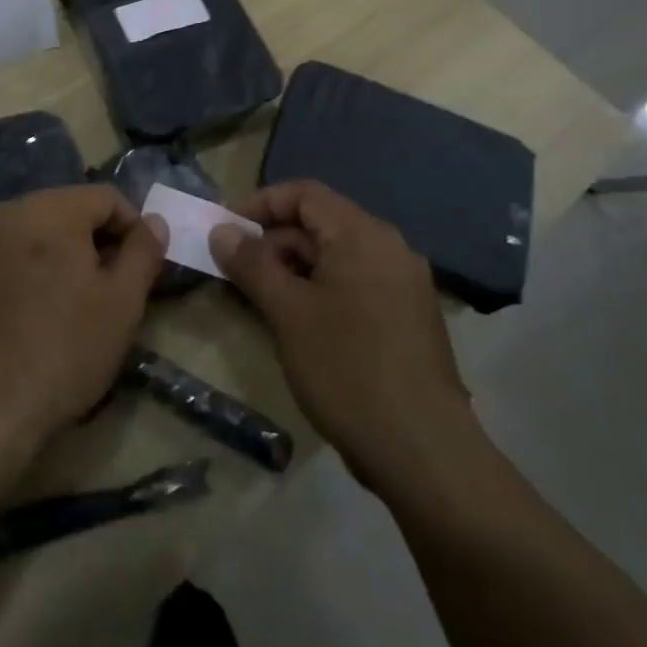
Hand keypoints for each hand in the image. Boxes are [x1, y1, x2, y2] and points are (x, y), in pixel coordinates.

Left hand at [0, 185, 166, 468]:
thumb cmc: (65, 351)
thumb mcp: (123, 304)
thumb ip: (143, 252)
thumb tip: (153, 220)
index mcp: (53, 209)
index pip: (105, 197)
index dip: (130, 227)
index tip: (138, 265)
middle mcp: (8, 209)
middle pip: (62, 209)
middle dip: (87, 237)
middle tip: (101, 284)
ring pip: (23, 227)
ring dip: (46, 248)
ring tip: (56, 294)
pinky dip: (2, 262)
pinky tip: (9, 296)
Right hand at [211, 180, 473, 488]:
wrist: (424, 452)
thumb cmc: (348, 369)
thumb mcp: (287, 313)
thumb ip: (251, 264)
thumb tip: (222, 231)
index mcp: (363, 235)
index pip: (304, 194)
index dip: (261, 204)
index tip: (227, 231)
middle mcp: (390, 248)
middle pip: (321, 223)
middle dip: (275, 241)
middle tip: (238, 272)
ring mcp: (405, 284)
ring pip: (338, 256)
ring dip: (296, 268)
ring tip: (263, 300)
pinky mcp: (410, 318)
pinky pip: (357, 283)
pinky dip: (322, 290)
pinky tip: (302, 325)